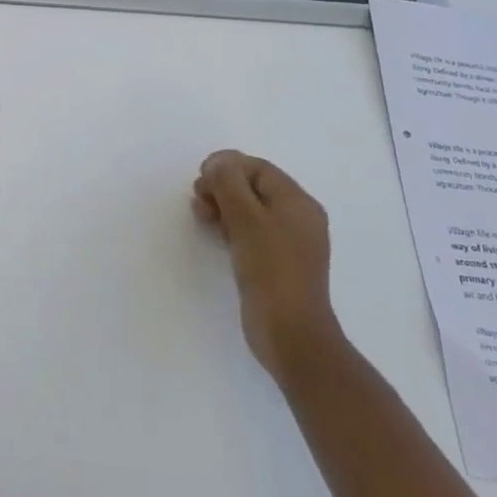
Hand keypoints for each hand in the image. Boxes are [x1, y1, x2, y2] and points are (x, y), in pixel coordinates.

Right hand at [192, 150, 339, 379]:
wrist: (290, 333)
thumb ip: (229, 183)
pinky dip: (232, 227)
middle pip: (254, 187)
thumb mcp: (246, 218)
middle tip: (198, 198)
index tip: (199, 178)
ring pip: (251, 210)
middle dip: (223, 186)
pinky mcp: (277, 264)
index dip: (227, 166)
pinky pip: (252, 232)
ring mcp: (289, 243)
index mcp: (298, 202)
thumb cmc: (270, 269)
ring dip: (224, 206)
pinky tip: (215, 234)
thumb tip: (219, 163)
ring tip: (201, 216)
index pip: (258, 168)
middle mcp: (298, 217)